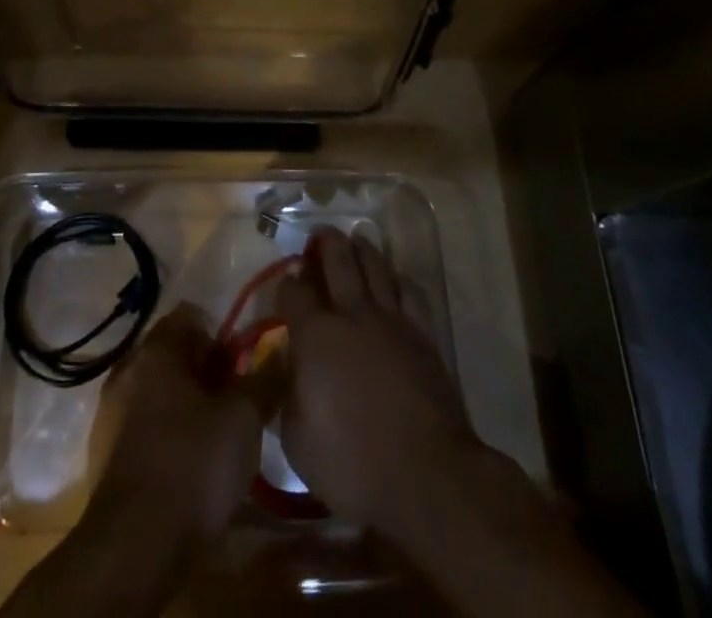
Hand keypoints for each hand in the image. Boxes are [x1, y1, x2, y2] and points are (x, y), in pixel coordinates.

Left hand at [91, 305, 261, 537]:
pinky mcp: (104, 451)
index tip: (240, 369)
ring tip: (213, 438)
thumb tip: (281, 351)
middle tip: (233, 404)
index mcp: (156, 349)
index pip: (191, 317)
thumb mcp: (243, 419)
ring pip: (157, 390)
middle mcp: (127, 368)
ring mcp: (110, 411)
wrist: (135, 545)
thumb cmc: (194, 464)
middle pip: (173, 353)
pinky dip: (164, 433)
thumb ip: (264, 379)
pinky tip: (185, 465)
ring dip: (184, 404)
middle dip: (204, 372)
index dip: (221, 337)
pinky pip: (141, 424)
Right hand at [273, 228, 477, 535]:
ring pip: (375, 265)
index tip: (284, 292)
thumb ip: (289, 396)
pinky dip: (399, 279)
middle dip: (325, 243)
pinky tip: (395, 279)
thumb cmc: (353, 464)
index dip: (285, 286)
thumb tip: (292, 375)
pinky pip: (410, 291)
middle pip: (337, 259)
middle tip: (319, 236)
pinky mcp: (423, 334)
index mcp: (315, 335)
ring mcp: (391, 319)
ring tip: (355, 240)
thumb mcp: (297, 441)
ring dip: (362, 249)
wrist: (427, 476)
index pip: (293, 292)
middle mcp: (351, 314)